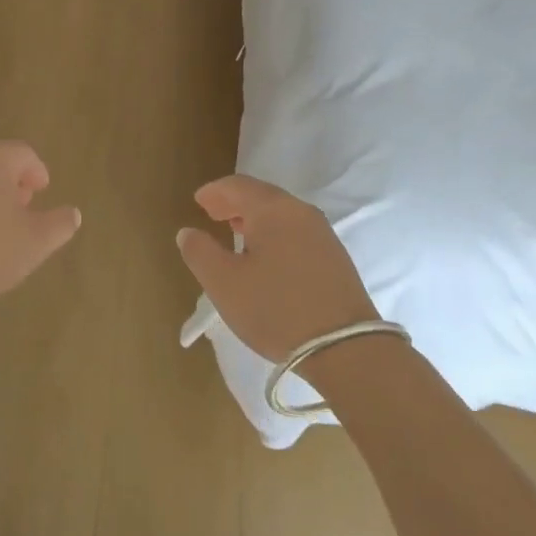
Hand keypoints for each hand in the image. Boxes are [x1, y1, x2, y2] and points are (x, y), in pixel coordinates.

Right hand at [175, 175, 376, 363]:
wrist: (347, 349)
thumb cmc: (276, 310)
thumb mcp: (224, 284)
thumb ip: (200, 252)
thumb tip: (188, 232)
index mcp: (272, 209)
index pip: (237, 186)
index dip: (214, 191)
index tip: (198, 201)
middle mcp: (300, 211)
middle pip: (261, 195)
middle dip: (234, 202)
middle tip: (212, 214)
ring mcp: (322, 233)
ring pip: (281, 213)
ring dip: (255, 217)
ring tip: (236, 232)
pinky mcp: (335, 256)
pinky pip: (296, 230)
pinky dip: (274, 232)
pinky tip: (267, 255)